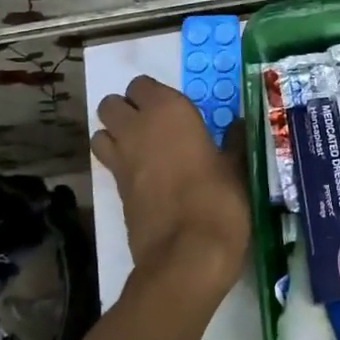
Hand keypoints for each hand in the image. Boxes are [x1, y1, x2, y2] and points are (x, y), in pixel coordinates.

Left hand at [91, 75, 250, 295]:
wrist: (188, 254)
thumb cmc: (219, 200)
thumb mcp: (237, 167)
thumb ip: (233, 142)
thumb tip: (238, 126)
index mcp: (168, 111)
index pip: (142, 85)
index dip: (154, 95)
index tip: (175, 110)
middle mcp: (137, 128)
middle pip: (112, 104)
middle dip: (127, 110)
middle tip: (155, 126)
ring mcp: (121, 160)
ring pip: (100, 132)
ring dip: (115, 135)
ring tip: (143, 149)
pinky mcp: (115, 191)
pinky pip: (108, 164)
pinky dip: (118, 163)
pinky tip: (144, 177)